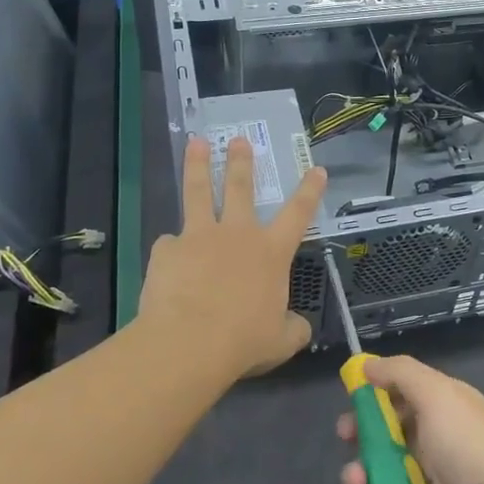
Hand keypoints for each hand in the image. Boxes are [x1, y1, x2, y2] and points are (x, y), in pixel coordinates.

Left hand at [137, 136, 327, 378]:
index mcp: (271, 252)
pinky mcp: (167, 249)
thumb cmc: (243, 341)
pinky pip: (170, 244)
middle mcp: (238, 234)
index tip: (316, 169)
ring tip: (196, 143)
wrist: (189, 343)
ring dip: (198, 166)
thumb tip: (299, 328)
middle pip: (240, 188)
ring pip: (199, 192)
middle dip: (241, 162)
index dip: (310, 190)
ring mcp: (199, 236)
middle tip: (238, 140)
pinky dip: (171, 250)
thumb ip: (292, 329)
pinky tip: (167, 262)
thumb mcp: (280, 341)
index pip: (298, 214)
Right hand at [338, 355, 483, 483]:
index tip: (350, 402)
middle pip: (380, 436)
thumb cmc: (471, 449)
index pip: (397, 395)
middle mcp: (430, 442)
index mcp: (439, 408)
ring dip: (357, 479)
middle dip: (358, 439)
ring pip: (375, 476)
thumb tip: (367, 363)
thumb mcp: (439, 395)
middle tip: (347, 444)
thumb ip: (401, 373)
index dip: (371, 397)